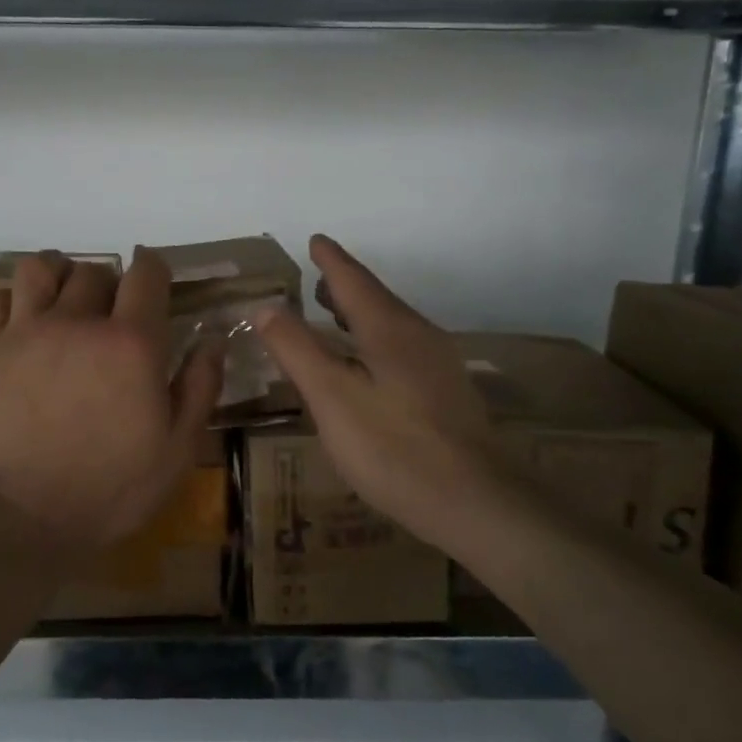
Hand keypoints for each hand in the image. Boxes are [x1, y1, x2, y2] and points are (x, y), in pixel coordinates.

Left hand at [0, 249, 223, 553]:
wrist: (26, 518)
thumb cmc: (113, 488)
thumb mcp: (178, 448)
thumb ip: (200, 386)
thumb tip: (212, 340)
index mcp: (132, 343)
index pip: (146, 274)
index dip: (154, 269)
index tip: (154, 280)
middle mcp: (79, 322)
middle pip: (94, 272)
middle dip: (109, 285)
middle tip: (111, 315)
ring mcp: (27, 332)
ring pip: (41, 269)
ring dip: (58, 276)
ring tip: (63, 301)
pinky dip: (13, 301)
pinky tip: (23, 323)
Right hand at [254, 235, 500, 552]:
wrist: (477, 502)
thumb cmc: (394, 447)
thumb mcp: (332, 398)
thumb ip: (297, 350)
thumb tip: (265, 307)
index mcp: (389, 329)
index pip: (353, 280)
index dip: (330, 260)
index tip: (315, 239)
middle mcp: (418, 336)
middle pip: (377, 299)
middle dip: (345, 285)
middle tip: (317, 278)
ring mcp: (439, 365)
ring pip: (392, 324)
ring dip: (361, 313)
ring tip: (335, 314)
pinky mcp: (447, 393)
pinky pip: (403, 348)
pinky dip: (376, 339)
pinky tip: (368, 364)